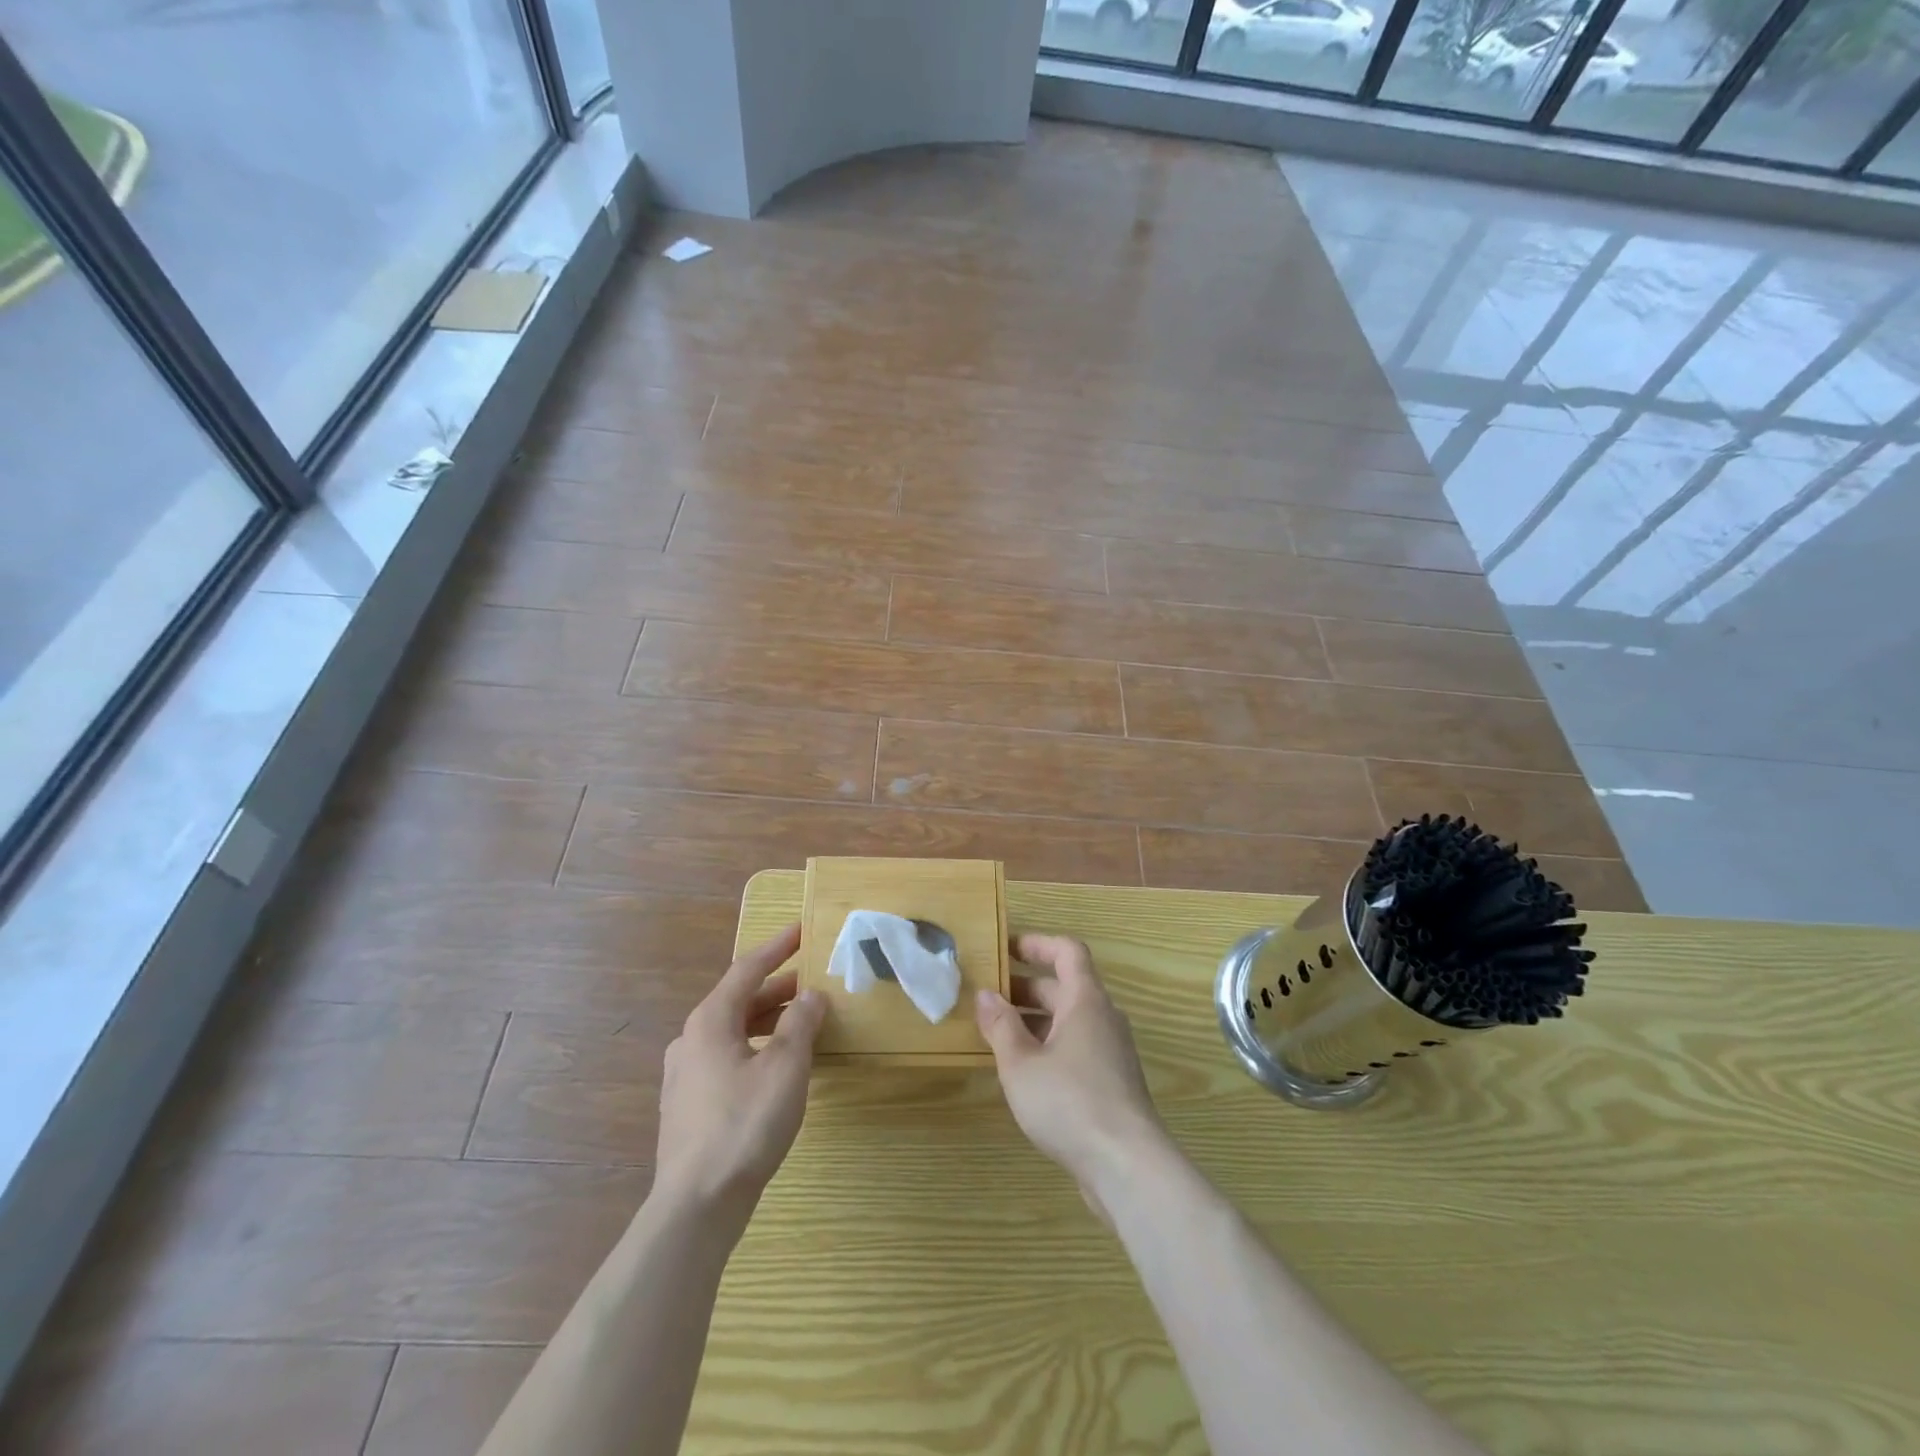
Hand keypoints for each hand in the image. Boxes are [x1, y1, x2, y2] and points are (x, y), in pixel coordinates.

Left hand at [654, 924, 823, 1226]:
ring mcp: (685, 1075)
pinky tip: (776, 1068)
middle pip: (739, 1000)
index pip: (747, 969)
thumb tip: (812, 995)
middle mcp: (691, 1040)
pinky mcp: (688, 1105)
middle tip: (813, 983)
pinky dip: (755, 1048)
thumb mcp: (785, 1068)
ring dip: (768, 1021)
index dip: (778, 947)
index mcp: (710, 1021)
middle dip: (778, 988)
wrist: (696, 1205)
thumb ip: (801, 1024)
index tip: (802, 929)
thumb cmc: (744, 1125)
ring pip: (733, 1032)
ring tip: (802, 1024)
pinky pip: (727, 1058)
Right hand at [976, 934, 1167, 1219]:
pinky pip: (1077, 1047)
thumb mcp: (1021, 1063)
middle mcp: (1103, 1017)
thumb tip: (985, 995)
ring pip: (1070, 1020)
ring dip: (1035, 1020)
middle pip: (1066, 986)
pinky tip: (1024, 1071)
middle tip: (988, 995)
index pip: (1067, 951)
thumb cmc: (1070, 1102)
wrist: (1128, 1166)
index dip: (1037, 944)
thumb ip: (1000, 1026)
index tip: (1004, 949)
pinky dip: (1049, 1045)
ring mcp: (1111, 1051)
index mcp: (1085, 1000)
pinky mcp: (1112, 1082)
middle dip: (1026, 987)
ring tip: (997, 1033)